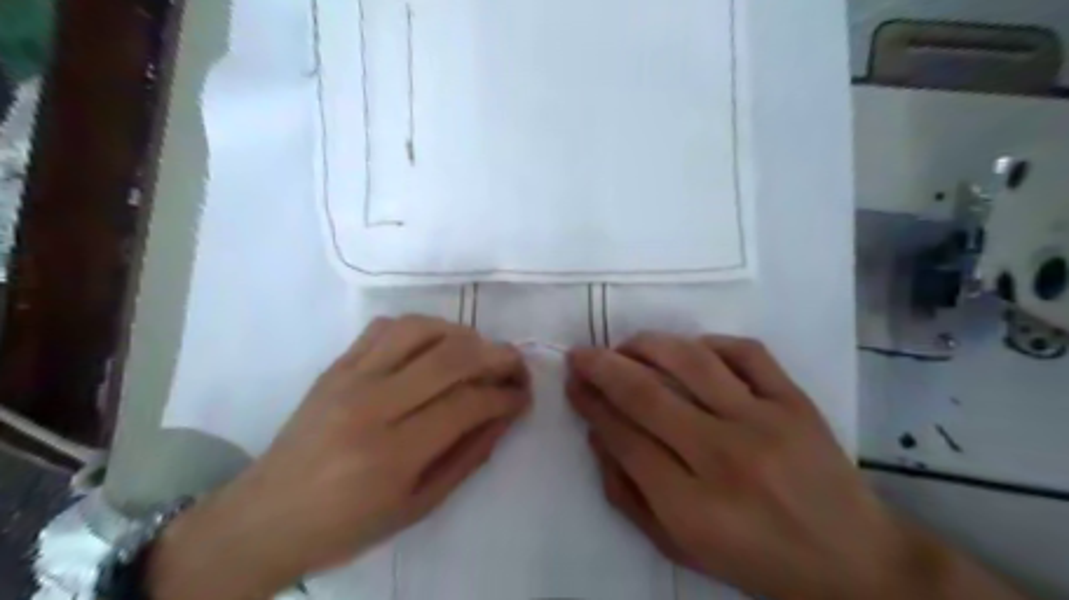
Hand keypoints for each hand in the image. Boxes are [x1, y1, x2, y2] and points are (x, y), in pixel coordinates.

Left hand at [148, 316, 532, 596]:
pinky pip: (386, 326)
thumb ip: (468, 456)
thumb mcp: (419, 506)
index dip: (506, 395)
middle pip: (451, 358)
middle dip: (497, 356)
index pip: (468, 403)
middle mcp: (372, 406)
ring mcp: (349, 378)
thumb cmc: (347, 525)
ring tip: (478, 352)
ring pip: (421, 329)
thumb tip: (505, 415)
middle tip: (515, 366)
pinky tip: (434, 343)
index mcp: (393, 454)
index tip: (523, 396)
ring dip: (462, 334)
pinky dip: (421, 326)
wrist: (265, 518)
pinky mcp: (336, 365)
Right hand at [567, 332, 1027, 598]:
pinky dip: (708, 343)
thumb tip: (597, 435)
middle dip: (603, 367)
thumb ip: (628, 494)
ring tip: (624, 345)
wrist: (856, 562)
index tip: (573, 383)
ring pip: (690, 361)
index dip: (591, 404)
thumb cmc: (757, 560)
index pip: (625, 438)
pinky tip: (689, 350)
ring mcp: (765, 422)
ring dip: (646, 345)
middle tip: (581, 354)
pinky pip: (744, 352)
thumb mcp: (680, 547)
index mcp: (693, 508)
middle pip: (647, 394)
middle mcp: (725, 457)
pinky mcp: (795, 401)